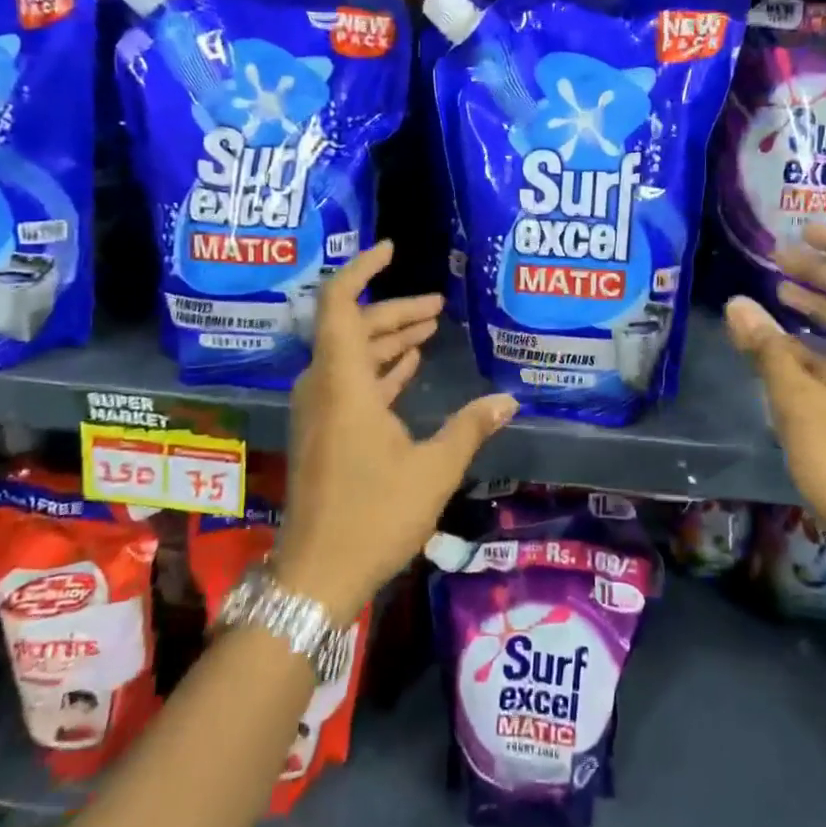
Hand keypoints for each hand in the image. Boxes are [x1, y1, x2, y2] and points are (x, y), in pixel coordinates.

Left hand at [276, 241, 518, 619]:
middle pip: (353, 328)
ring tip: (429, 329)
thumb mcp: (433, 469)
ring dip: (388, 341)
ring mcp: (320, 411)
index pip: (339, 303)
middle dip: (394, 312)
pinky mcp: (324, 432)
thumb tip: (509, 401)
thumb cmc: (374, 515)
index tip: (391, 250)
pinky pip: (350, 383)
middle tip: (437, 307)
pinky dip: (379, 370)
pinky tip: (408, 368)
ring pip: (352, 356)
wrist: (316, 576)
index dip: (362, 270)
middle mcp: (324, 387)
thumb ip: (470, 428)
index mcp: (343, 382)